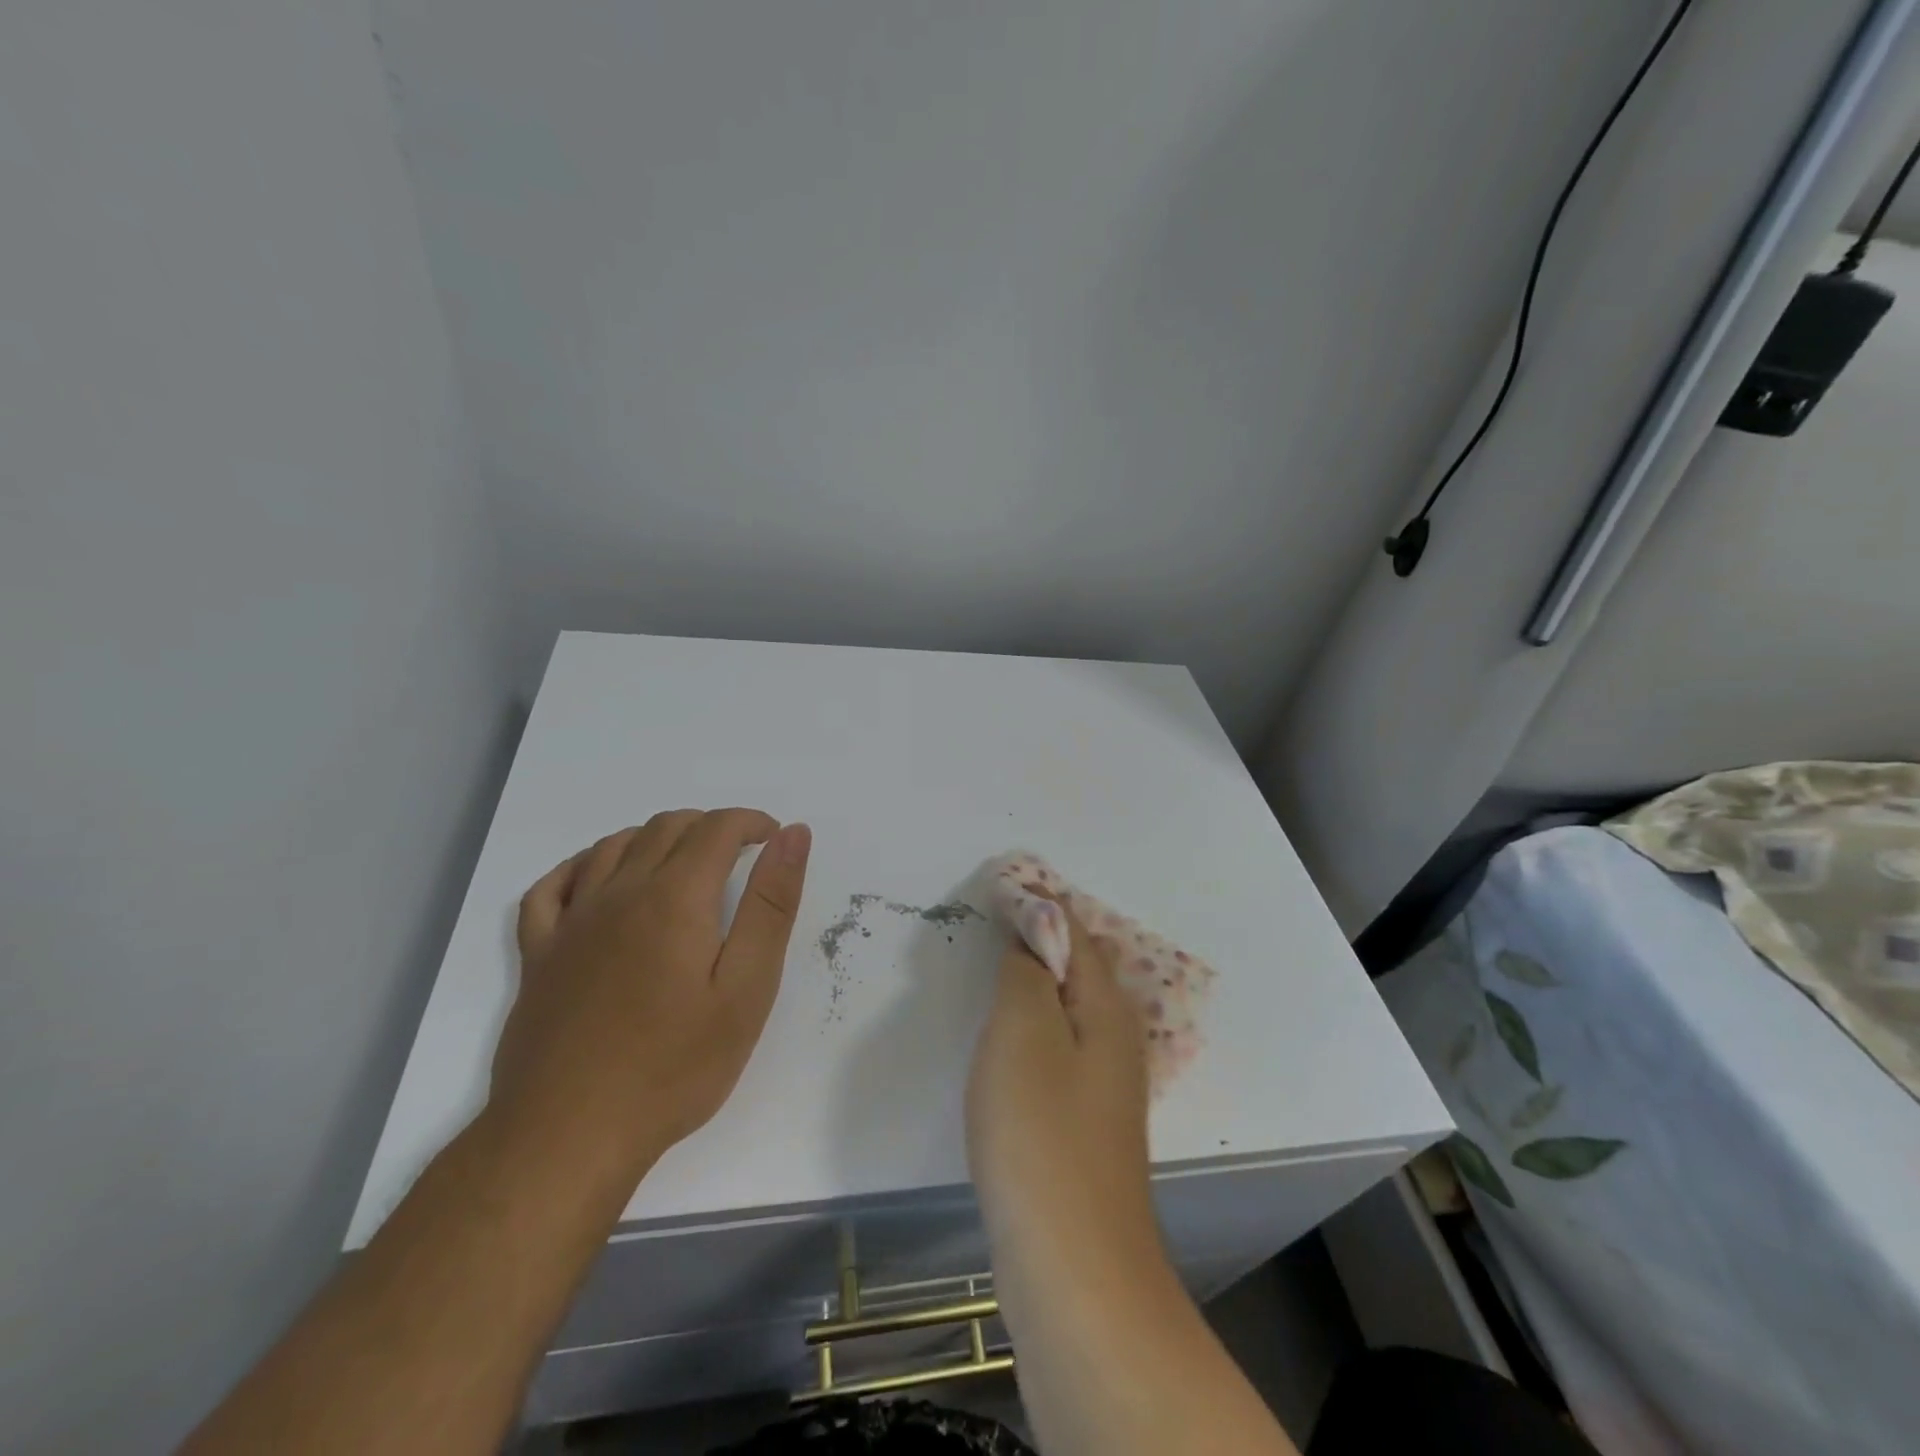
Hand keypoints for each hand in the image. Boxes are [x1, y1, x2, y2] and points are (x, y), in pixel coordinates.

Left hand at [492, 808, 811, 1191]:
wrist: (569, 1135)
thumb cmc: (675, 1065)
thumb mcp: (746, 987)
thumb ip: (771, 904)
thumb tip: (793, 835)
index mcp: (674, 897)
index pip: (716, 828)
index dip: (750, 822)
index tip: (773, 839)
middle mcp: (619, 893)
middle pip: (665, 828)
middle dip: (709, 827)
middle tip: (739, 856)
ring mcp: (571, 922)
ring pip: (613, 846)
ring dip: (655, 838)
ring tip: (683, 865)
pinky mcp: (538, 955)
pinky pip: (552, 886)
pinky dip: (583, 866)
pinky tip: (600, 880)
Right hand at [965, 889, 1155, 1266]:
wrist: (1073, 1269)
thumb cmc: (1041, 1135)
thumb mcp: (1024, 1032)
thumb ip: (1028, 972)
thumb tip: (1033, 933)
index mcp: (1107, 1008)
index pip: (1075, 931)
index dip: (1039, 901)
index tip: (1000, 880)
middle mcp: (1115, 1039)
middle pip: (1077, 967)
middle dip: (1039, 935)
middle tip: (992, 915)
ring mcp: (1102, 1087)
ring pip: (1067, 1009)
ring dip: (1035, 979)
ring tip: (996, 961)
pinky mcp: (1082, 1125)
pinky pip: (1057, 1047)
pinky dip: (1032, 1022)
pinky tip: (1008, 1037)